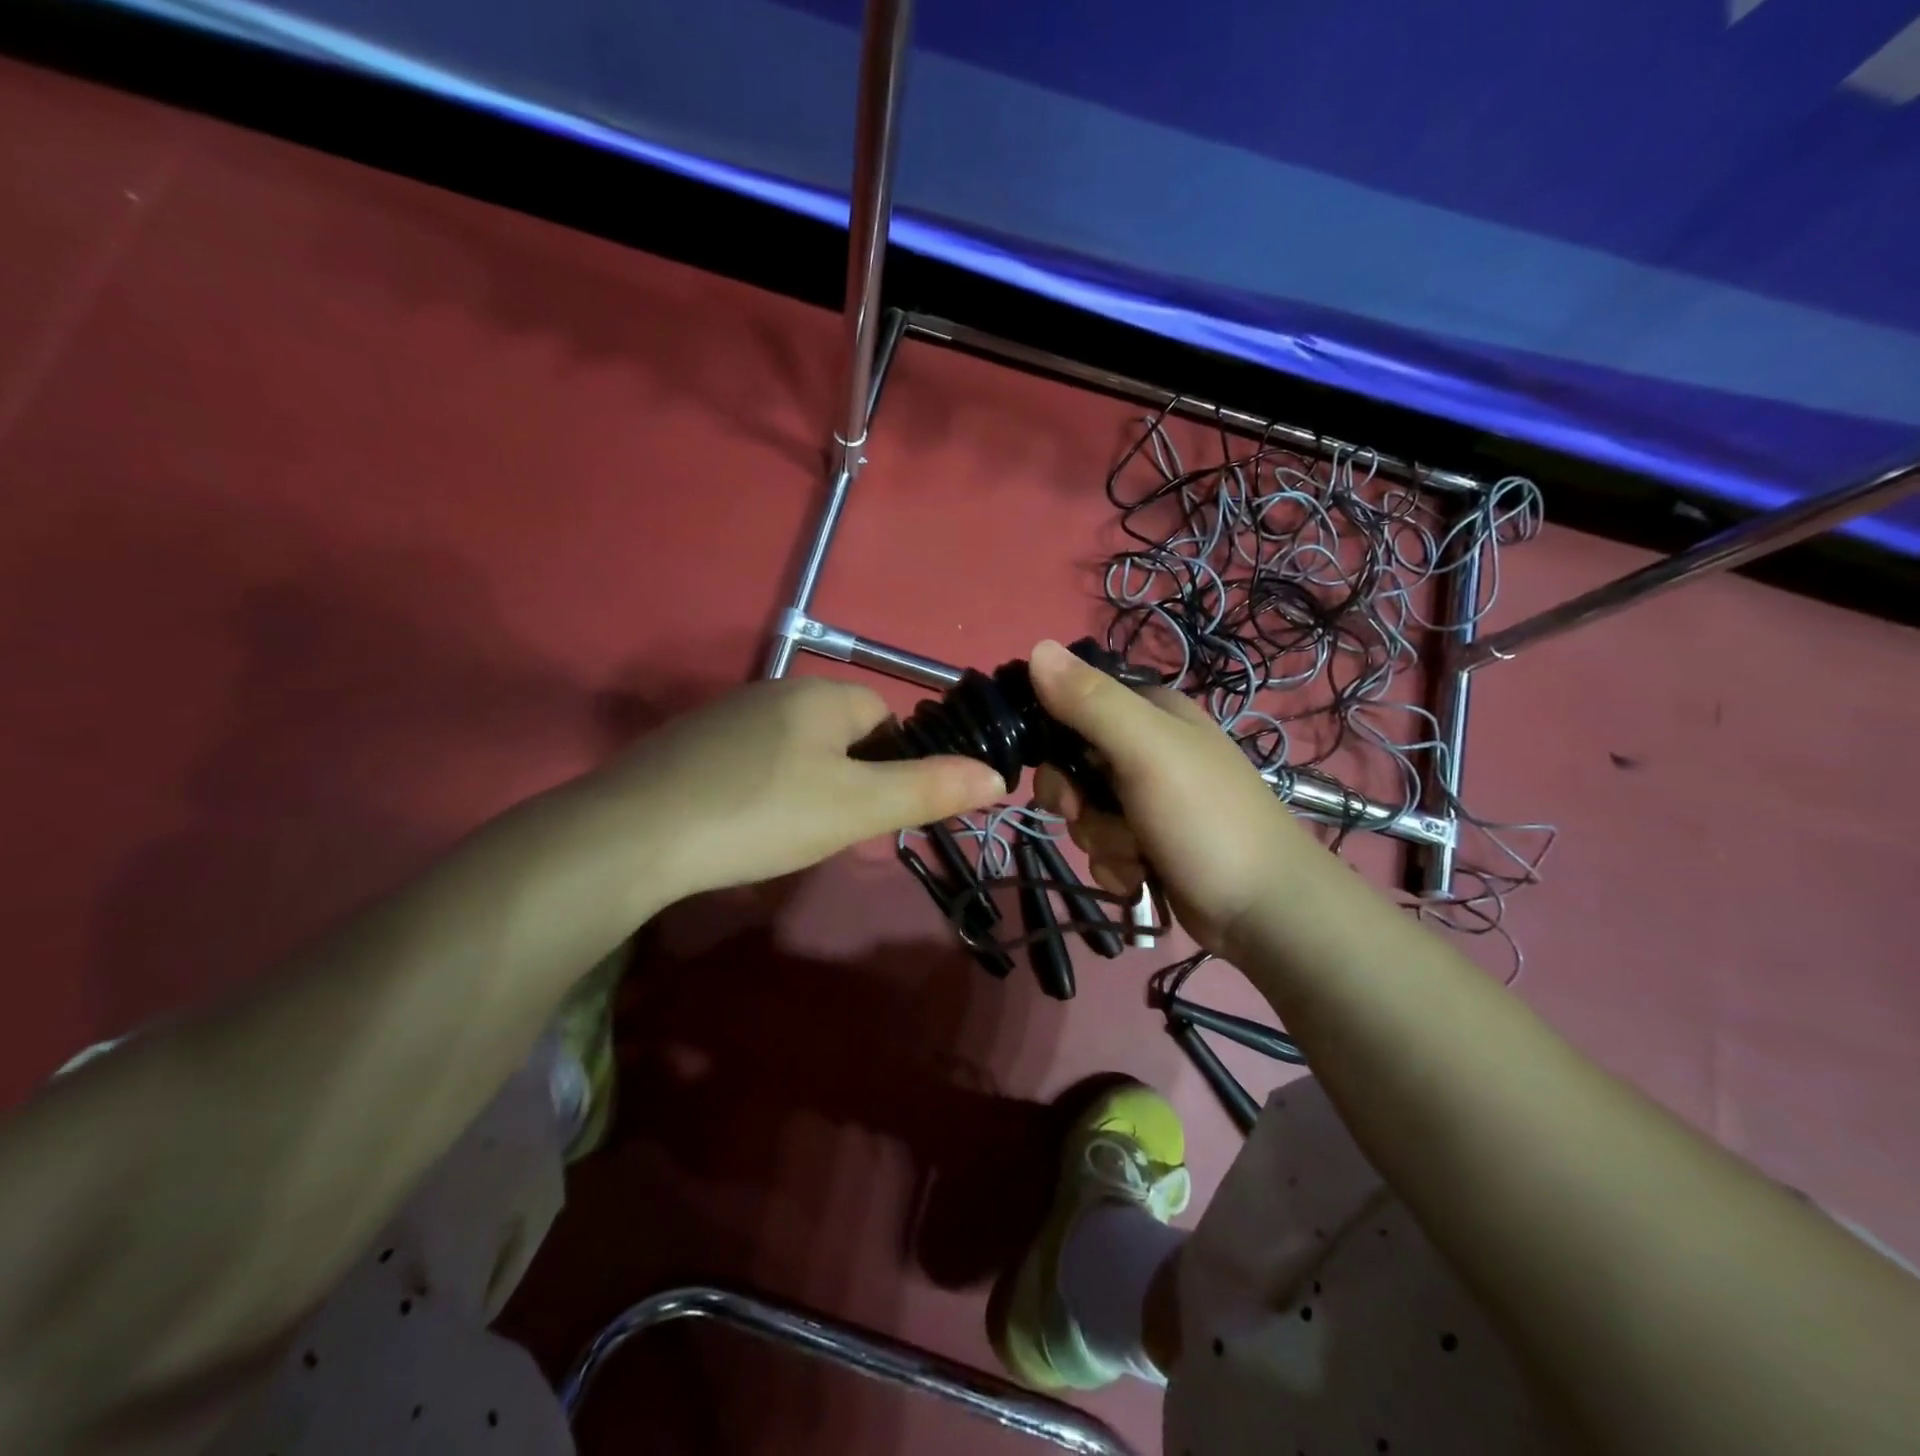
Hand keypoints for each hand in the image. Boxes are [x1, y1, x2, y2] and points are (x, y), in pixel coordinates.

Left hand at [590, 676, 1004, 903]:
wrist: (635, 833)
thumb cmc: (764, 813)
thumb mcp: (857, 808)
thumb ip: (929, 789)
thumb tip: (998, 775)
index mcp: (821, 695)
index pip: (884, 715)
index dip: (894, 761)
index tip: (877, 809)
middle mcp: (774, 691)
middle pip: (839, 730)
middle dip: (850, 774)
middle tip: (835, 825)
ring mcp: (726, 715)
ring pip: (792, 745)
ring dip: (805, 781)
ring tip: (789, 830)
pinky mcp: (688, 743)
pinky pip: (748, 759)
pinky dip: (759, 787)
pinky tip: (741, 823)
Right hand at [1027, 639, 1330, 958]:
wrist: (1264, 909)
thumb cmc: (1206, 818)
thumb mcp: (1147, 750)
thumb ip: (1091, 701)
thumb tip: (1035, 647)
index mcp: (1150, 712)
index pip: (1073, 704)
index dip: (1052, 737)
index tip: (1057, 767)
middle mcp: (1146, 750)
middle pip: (1072, 767)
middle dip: (1078, 801)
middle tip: (1090, 813)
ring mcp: (1148, 801)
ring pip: (1085, 814)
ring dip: (1102, 841)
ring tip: (1139, 854)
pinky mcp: (1149, 844)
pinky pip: (1103, 849)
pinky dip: (1116, 866)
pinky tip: (1142, 876)